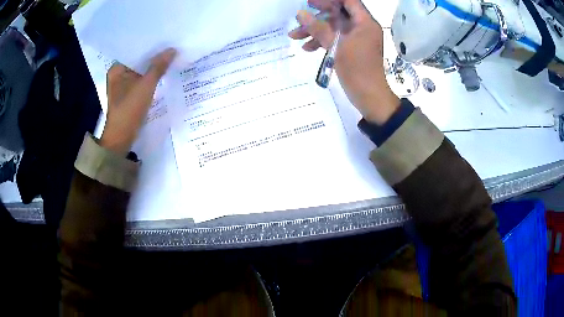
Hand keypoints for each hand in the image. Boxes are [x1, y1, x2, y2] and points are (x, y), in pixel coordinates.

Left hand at [100, 48, 176, 155]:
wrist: (121, 137)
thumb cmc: (129, 109)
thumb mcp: (146, 86)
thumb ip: (158, 66)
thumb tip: (172, 50)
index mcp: (117, 68)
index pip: (134, 49)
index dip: (149, 43)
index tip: (164, 36)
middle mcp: (118, 74)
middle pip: (138, 59)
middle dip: (153, 55)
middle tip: (170, 43)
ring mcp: (123, 84)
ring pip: (140, 70)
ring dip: (152, 66)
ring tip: (169, 54)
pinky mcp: (128, 93)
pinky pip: (141, 79)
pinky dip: (150, 76)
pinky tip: (162, 71)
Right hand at [289, 0, 398, 123]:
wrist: (370, 98)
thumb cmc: (358, 70)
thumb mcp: (337, 47)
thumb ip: (319, 29)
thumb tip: (301, 13)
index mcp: (365, 23)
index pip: (348, 1)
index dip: (329, 0)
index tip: (311, 2)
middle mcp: (361, 27)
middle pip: (338, 13)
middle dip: (317, 16)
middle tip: (300, 16)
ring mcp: (356, 39)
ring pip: (333, 27)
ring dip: (315, 30)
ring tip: (294, 36)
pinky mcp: (351, 49)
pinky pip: (335, 39)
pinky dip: (321, 41)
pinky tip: (307, 48)